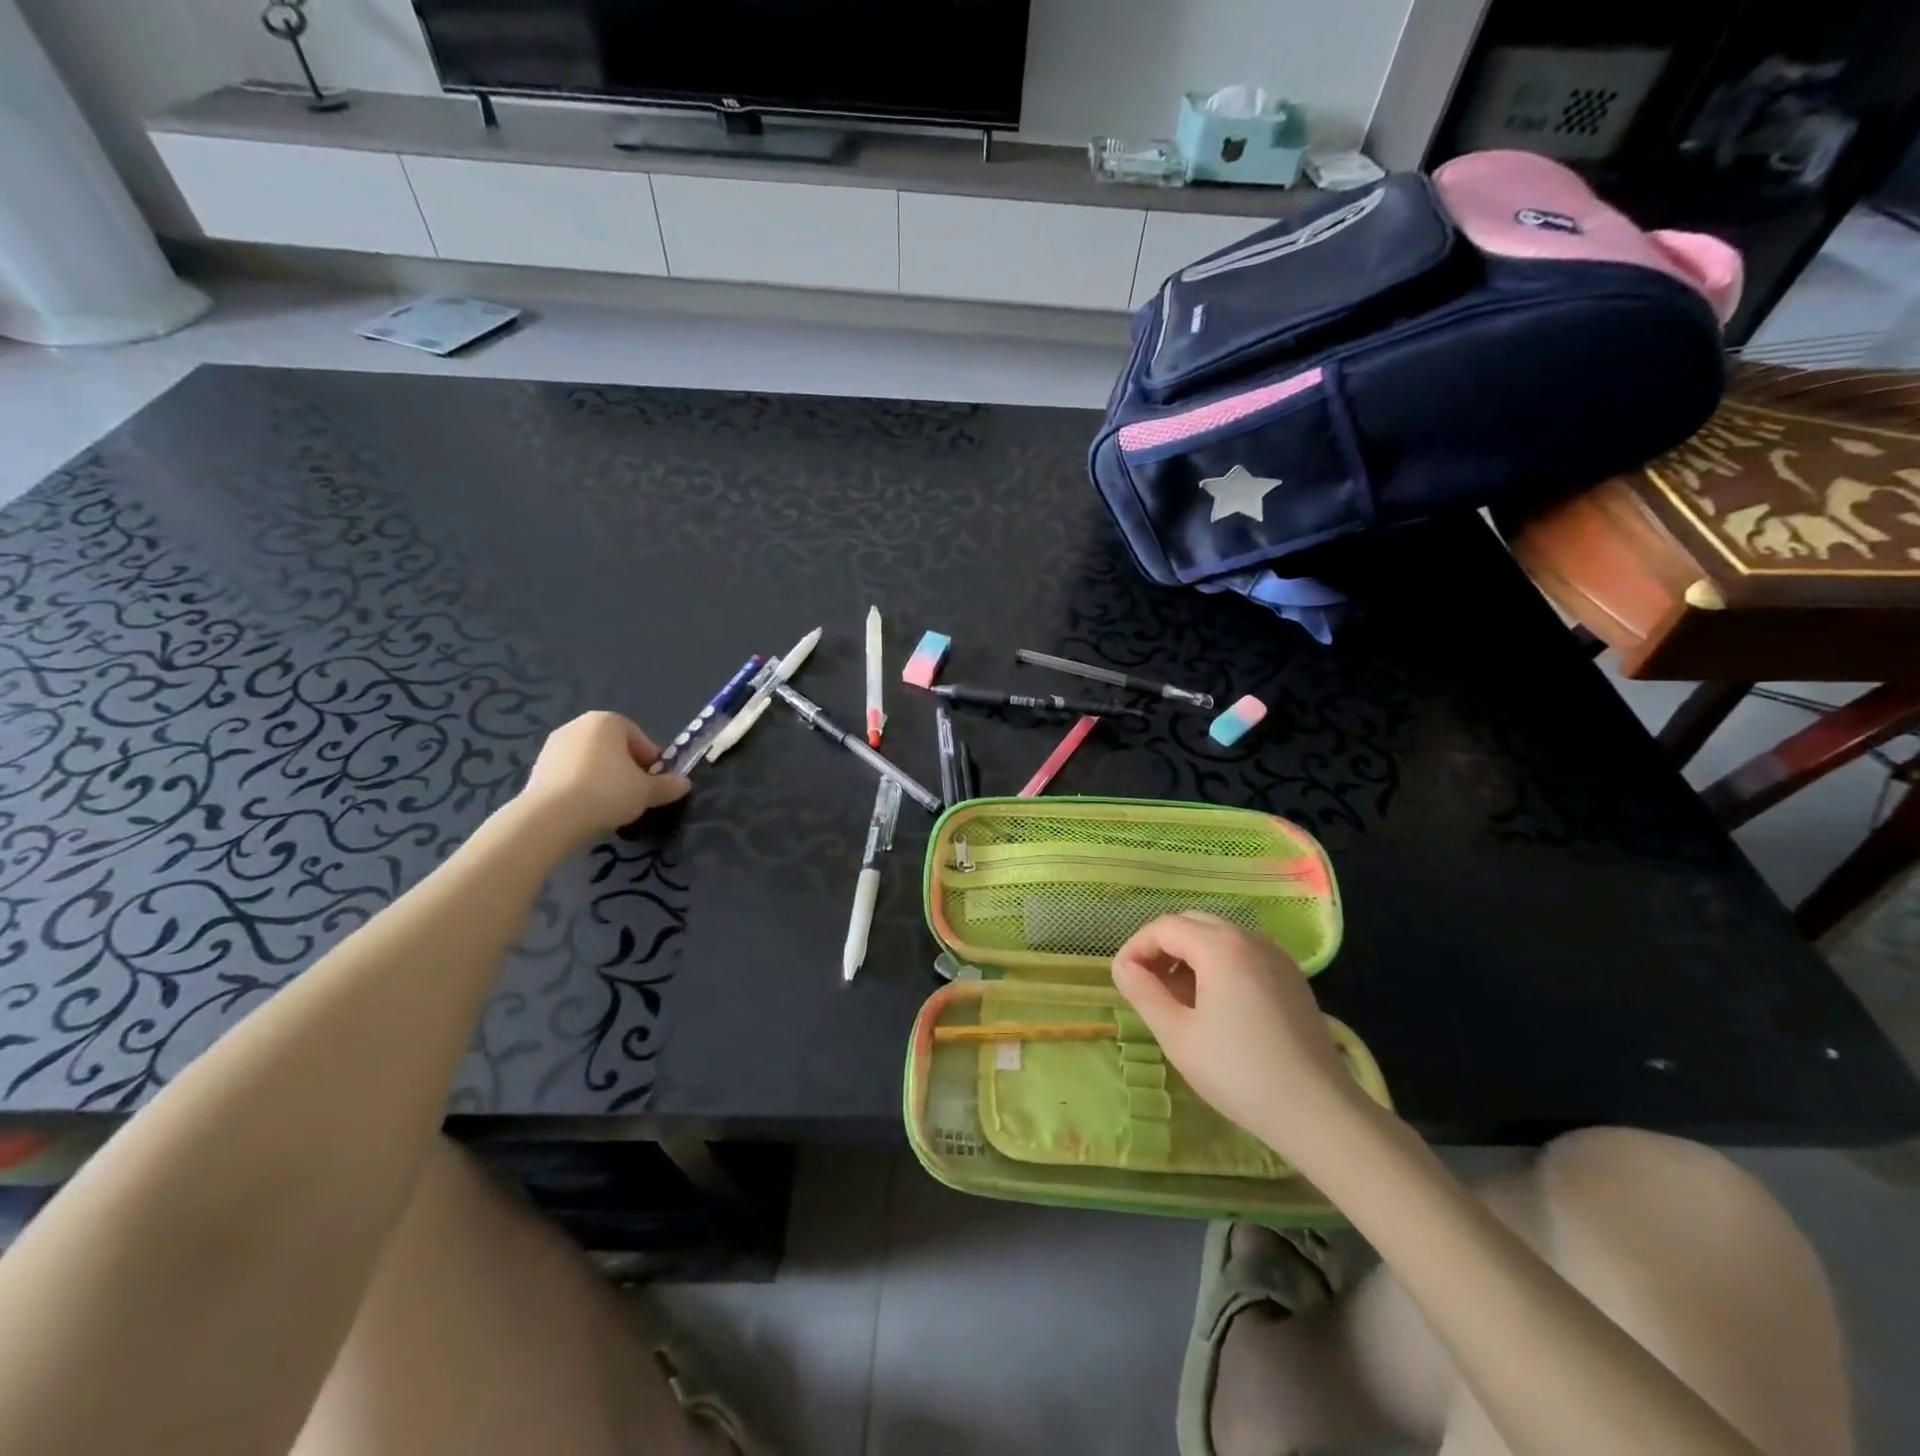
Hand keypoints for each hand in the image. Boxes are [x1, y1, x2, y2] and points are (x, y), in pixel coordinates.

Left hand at [519, 711, 689, 841]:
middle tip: (636, 794)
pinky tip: (587, 809)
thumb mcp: (648, 792)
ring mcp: (554, 745)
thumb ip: (668, 786)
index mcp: (608, 721)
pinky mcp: (537, 767)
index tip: (655, 784)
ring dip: (604, 778)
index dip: (652, 762)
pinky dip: (582, 787)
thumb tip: (684, 784)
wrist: (550, 818)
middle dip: (627, 768)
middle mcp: (579, 725)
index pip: (639, 738)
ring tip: (611, 806)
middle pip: (614, 748)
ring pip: (592, 761)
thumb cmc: (607, 792)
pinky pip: (571, 774)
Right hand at [1111, 912, 1369, 1160]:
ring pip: (1219, 937)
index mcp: (1220, 946)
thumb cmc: (1239, 1073)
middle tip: (1145, 985)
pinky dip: (1217, 966)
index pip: (1164, 927)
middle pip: (1192, 923)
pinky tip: (1213, 1006)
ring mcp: (1276, 957)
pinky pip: (1243, 955)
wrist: (1319, 1112)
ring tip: (1175, 999)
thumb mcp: (1177, 1035)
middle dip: (1162, 947)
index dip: (1136, 948)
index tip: (1122, 980)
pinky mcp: (1291, 979)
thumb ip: (1144, 993)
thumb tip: (1123, 967)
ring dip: (1189, 956)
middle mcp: (1250, 938)